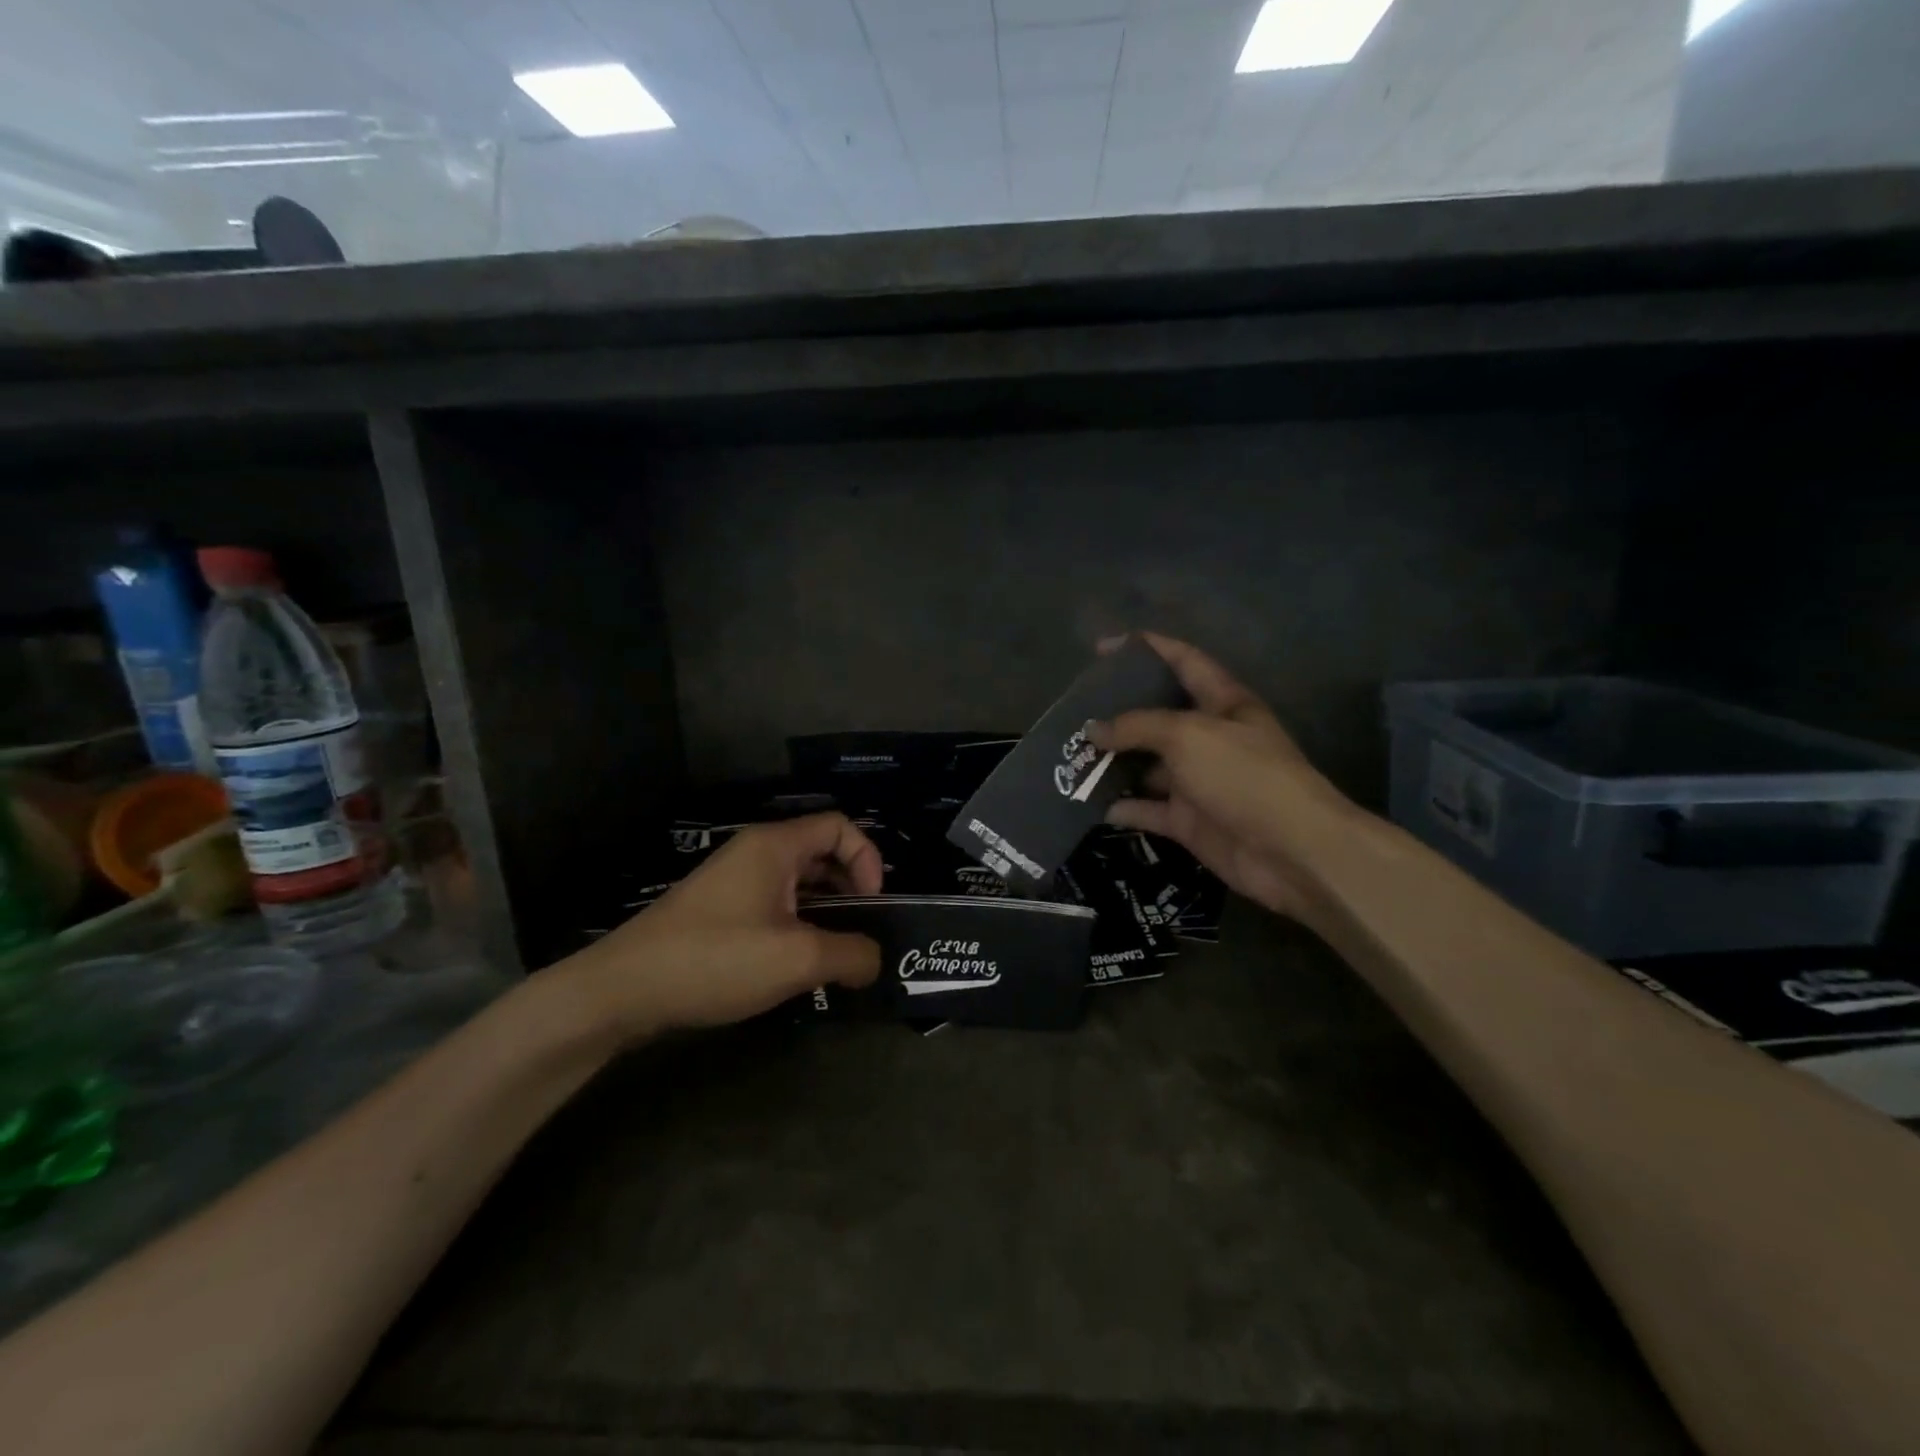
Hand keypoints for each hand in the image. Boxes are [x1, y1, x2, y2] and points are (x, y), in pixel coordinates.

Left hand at [551, 813, 884, 1043]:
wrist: (623, 989)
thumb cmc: (716, 959)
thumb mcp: (797, 960)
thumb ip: (850, 954)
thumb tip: (874, 961)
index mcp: (775, 846)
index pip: (840, 826)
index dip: (867, 859)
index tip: (872, 904)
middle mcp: (756, 852)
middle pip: (821, 852)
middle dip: (850, 887)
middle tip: (861, 930)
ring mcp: (734, 880)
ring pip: (798, 882)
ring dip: (825, 910)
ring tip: (836, 952)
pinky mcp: (720, 909)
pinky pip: (775, 904)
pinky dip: (798, 924)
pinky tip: (798, 963)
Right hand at [1089, 633, 1365, 926]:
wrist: (1290, 851)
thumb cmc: (1243, 776)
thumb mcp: (1188, 735)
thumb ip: (1136, 726)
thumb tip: (1092, 730)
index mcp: (1222, 702)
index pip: (1183, 661)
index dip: (1147, 647)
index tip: (1102, 648)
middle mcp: (1209, 737)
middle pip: (1158, 715)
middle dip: (1118, 711)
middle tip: (1073, 710)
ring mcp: (1199, 781)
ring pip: (1147, 765)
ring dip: (1112, 762)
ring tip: (1069, 756)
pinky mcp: (1189, 821)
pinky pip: (1148, 809)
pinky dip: (1122, 807)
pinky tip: (1088, 803)